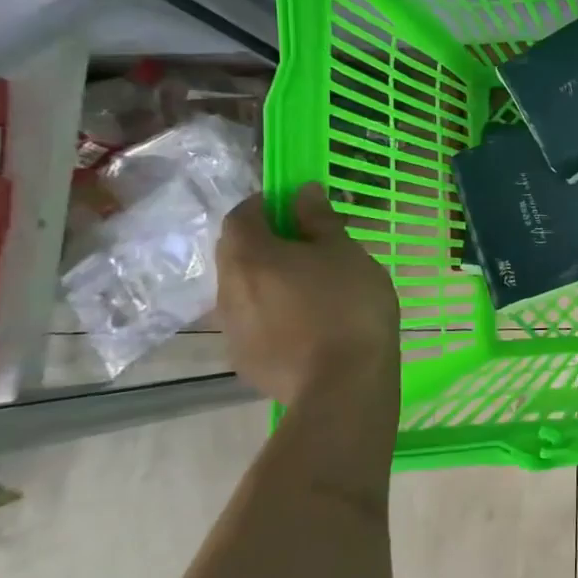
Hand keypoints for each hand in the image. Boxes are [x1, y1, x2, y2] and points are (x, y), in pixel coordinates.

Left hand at [218, 184, 399, 404]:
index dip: (266, 205)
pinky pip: (253, 323)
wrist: (342, 385)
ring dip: (268, 281)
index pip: (241, 215)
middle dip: (265, 243)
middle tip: (308, 247)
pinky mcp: (243, 359)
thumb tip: (302, 192)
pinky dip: (273, 314)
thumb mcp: (345, 253)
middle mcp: (228, 289)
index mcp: (251, 256)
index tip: (297, 208)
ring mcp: (231, 328)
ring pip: (243, 290)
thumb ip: (319, 220)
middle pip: (237, 253)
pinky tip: (307, 326)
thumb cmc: (349, 306)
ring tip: (312, 290)